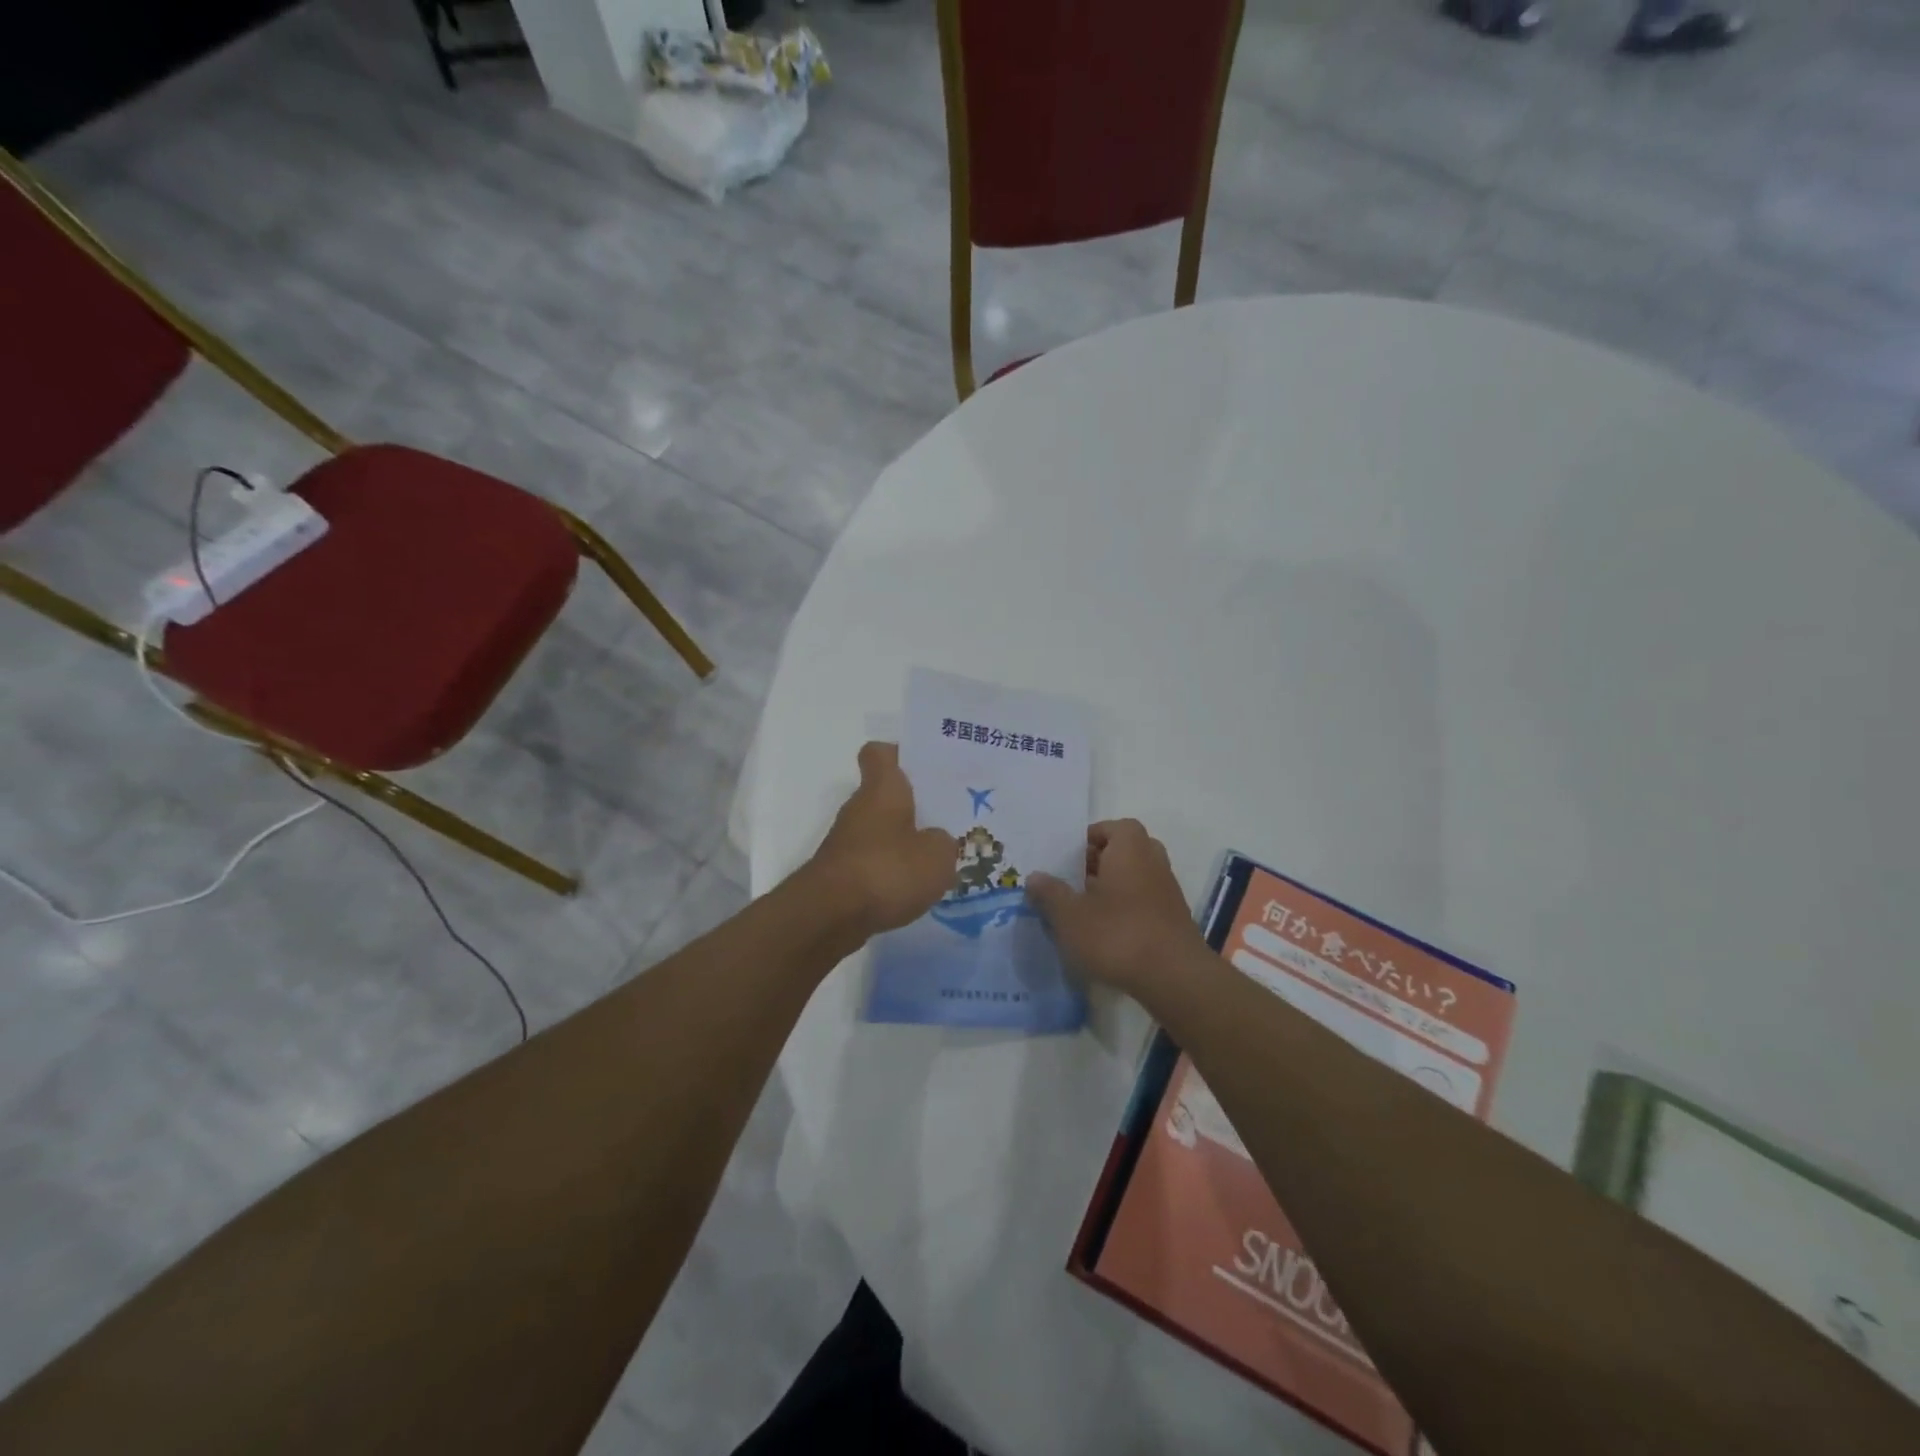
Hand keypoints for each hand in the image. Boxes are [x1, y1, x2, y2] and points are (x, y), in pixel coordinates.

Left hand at [807, 742, 958, 939]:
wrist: (830, 916)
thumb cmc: (887, 870)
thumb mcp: (937, 856)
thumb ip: (943, 842)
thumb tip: (936, 841)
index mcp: (882, 789)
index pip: (881, 753)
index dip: (900, 754)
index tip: (923, 766)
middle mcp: (860, 808)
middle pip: (885, 795)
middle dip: (913, 805)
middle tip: (947, 817)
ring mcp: (847, 842)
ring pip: (881, 831)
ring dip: (903, 842)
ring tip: (937, 858)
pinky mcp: (841, 875)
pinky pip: (873, 863)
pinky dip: (891, 872)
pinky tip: (914, 889)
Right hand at [1027, 820, 1207, 997]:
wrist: (1174, 979)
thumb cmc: (1117, 935)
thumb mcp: (1070, 915)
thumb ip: (1050, 893)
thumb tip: (1035, 877)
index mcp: (1130, 849)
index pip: (1114, 827)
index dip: (1091, 838)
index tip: (1068, 858)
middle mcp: (1153, 862)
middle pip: (1125, 851)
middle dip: (1099, 863)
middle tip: (1074, 882)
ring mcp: (1168, 892)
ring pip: (1136, 878)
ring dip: (1113, 888)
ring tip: (1085, 910)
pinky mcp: (1173, 920)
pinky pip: (1145, 902)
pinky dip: (1127, 910)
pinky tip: (1107, 934)